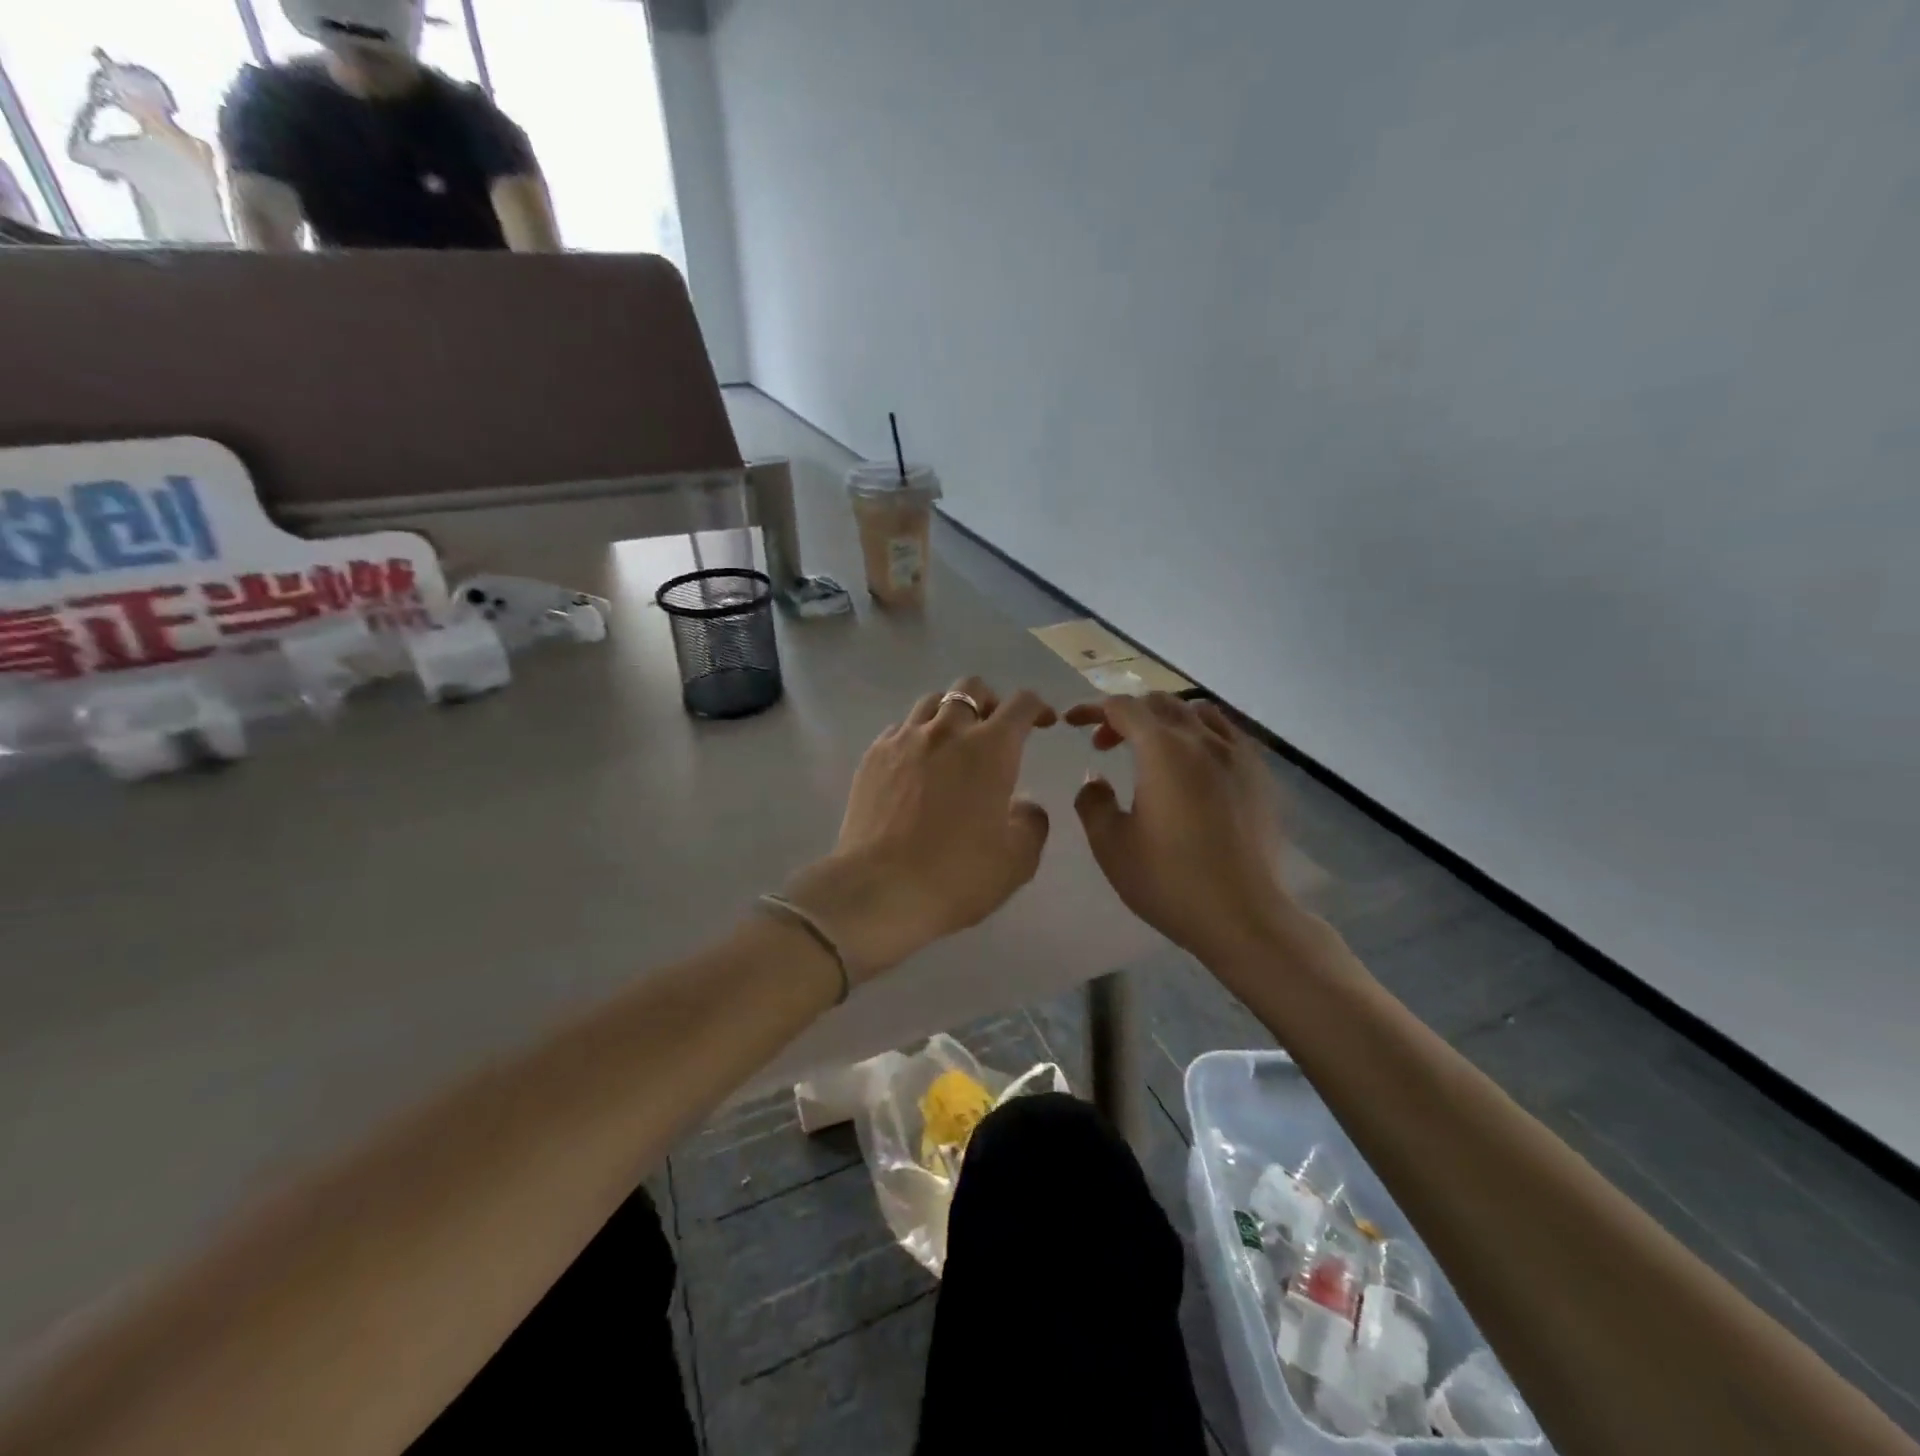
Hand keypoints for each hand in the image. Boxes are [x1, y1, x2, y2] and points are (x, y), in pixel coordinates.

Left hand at [783, 678, 1055, 982]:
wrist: (880, 890)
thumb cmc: (957, 875)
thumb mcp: (1017, 859)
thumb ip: (1032, 822)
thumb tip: (1024, 805)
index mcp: (991, 748)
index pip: (1021, 703)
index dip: (1037, 707)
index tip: (1043, 723)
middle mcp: (947, 730)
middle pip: (972, 687)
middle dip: (991, 700)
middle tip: (995, 729)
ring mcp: (904, 740)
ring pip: (932, 702)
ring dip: (950, 713)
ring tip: (953, 743)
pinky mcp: (873, 756)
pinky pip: (900, 729)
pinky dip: (916, 736)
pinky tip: (916, 765)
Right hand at [1067, 694, 1297, 968]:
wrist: (1244, 916)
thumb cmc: (1170, 881)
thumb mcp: (1111, 845)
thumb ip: (1093, 802)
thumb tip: (1096, 778)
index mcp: (1163, 751)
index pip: (1123, 708)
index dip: (1092, 709)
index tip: (1071, 722)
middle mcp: (1203, 740)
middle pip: (1159, 704)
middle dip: (1125, 715)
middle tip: (1104, 743)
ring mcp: (1238, 756)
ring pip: (1196, 713)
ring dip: (1163, 720)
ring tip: (1150, 748)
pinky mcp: (1259, 776)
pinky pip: (1226, 734)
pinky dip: (1198, 734)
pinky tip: (1193, 765)